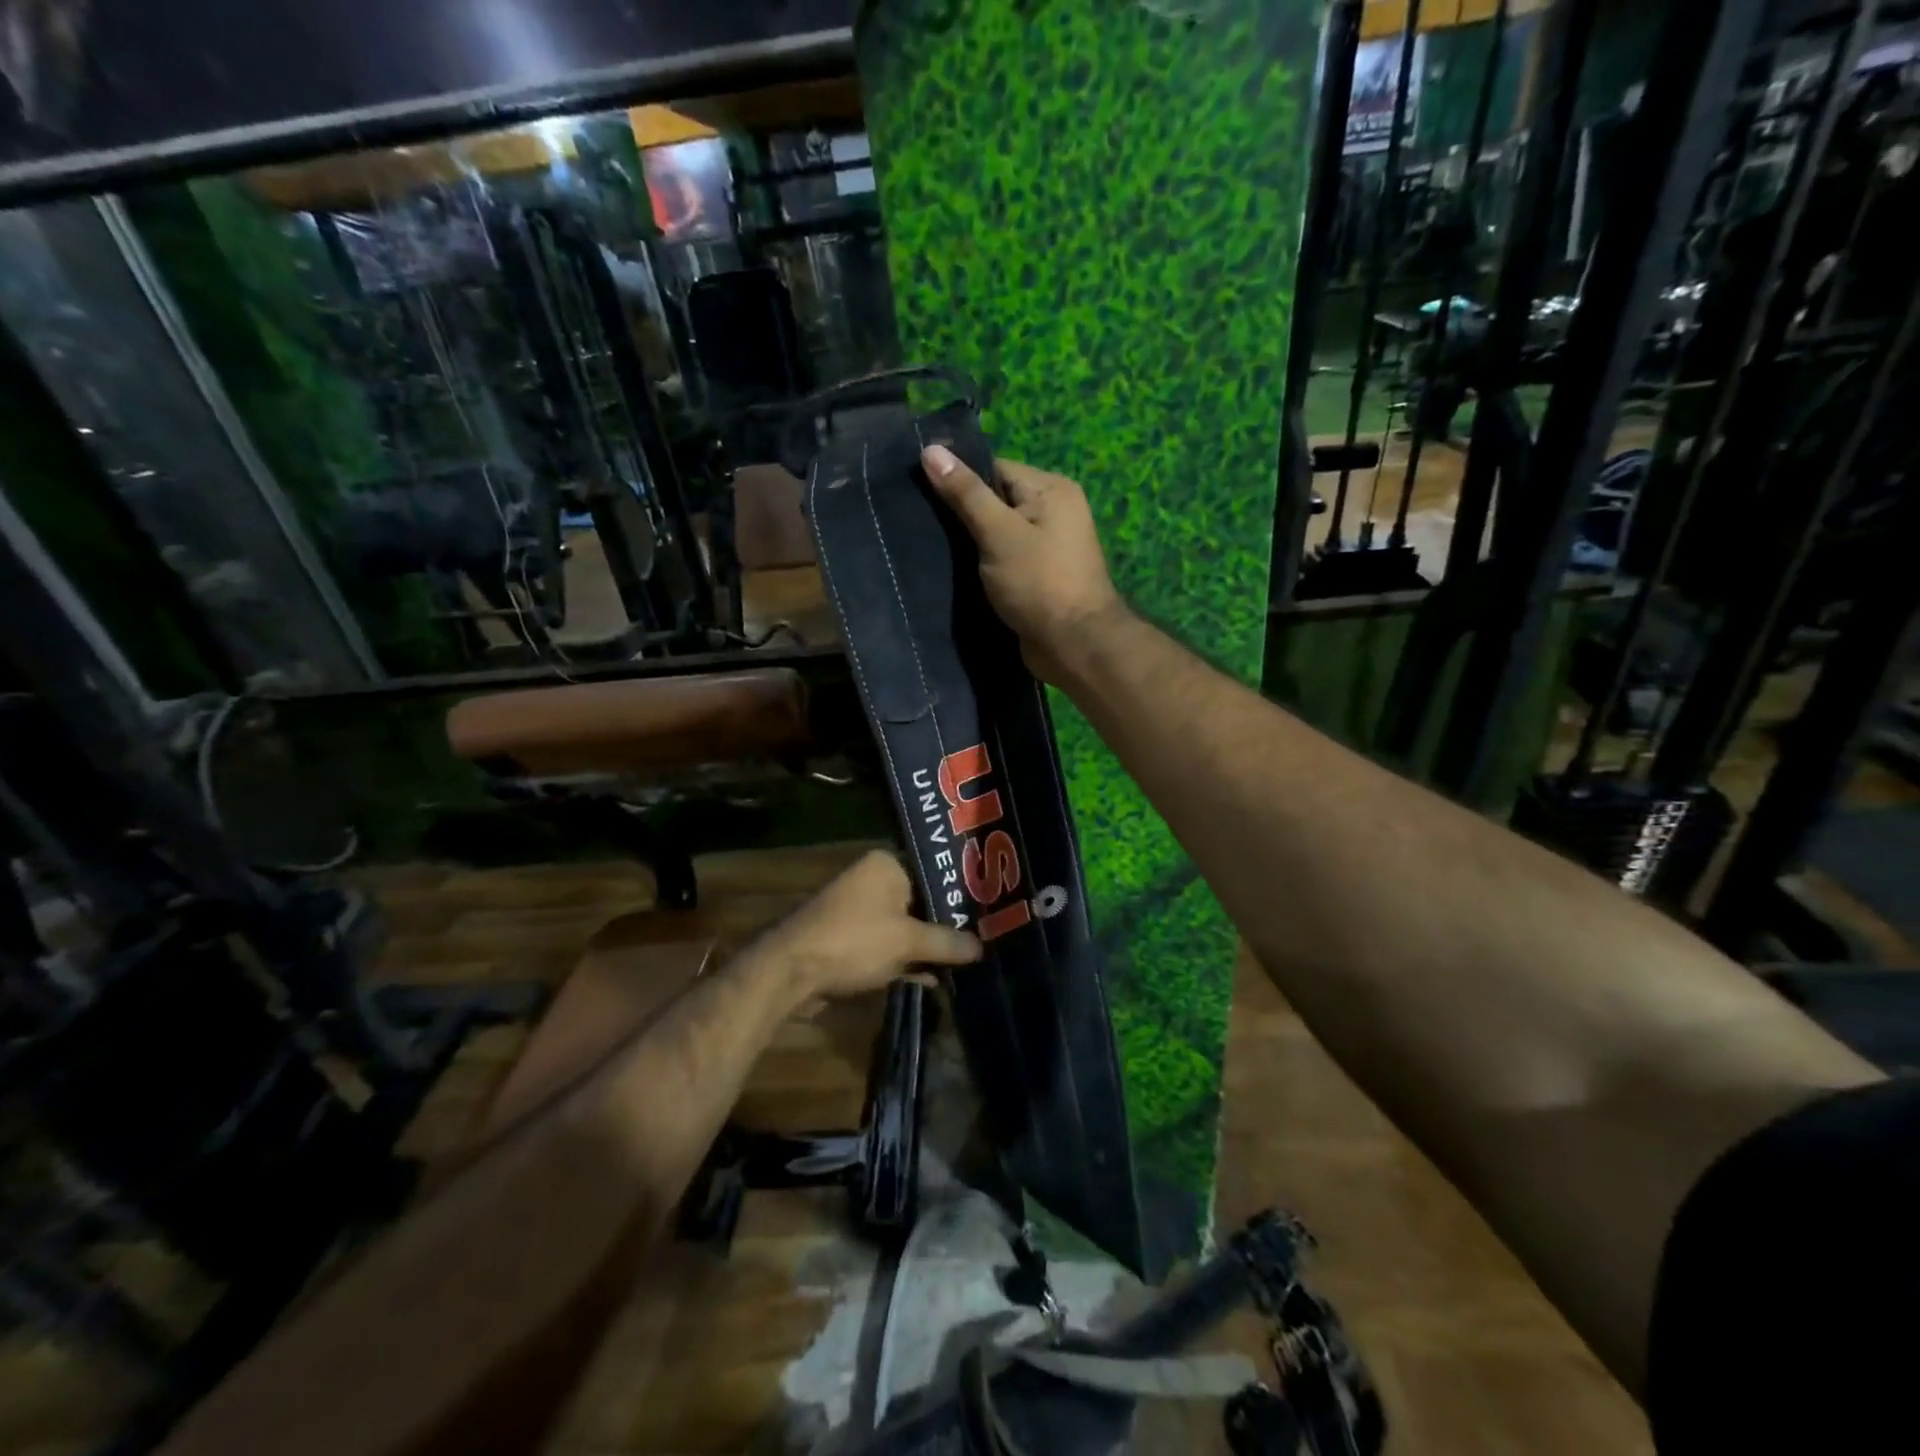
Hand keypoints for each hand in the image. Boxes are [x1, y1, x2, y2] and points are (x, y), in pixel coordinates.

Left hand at [771, 850, 980, 1002]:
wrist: (791, 972)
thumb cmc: (854, 941)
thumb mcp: (908, 942)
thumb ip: (947, 943)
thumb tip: (981, 948)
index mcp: (886, 865)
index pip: (934, 872)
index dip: (960, 895)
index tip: (986, 915)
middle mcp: (871, 880)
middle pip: (920, 902)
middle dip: (944, 926)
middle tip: (980, 941)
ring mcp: (858, 910)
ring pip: (904, 927)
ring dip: (926, 947)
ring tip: (963, 963)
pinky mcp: (849, 939)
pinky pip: (887, 945)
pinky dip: (906, 960)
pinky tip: (932, 979)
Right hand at [921, 445, 1124, 682]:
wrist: (1073, 645)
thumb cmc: (1038, 582)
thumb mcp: (998, 532)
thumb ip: (965, 493)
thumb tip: (931, 450)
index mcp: (1051, 490)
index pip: (995, 469)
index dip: (960, 480)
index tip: (921, 492)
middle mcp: (1054, 512)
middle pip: (996, 501)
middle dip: (962, 514)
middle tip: (920, 523)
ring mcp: (1048, 547)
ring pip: (997, 534)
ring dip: (970, 544)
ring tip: (929, 547)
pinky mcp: (1038, 577)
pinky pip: (1004, 560)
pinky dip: (982, 565)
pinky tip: (953, 572)